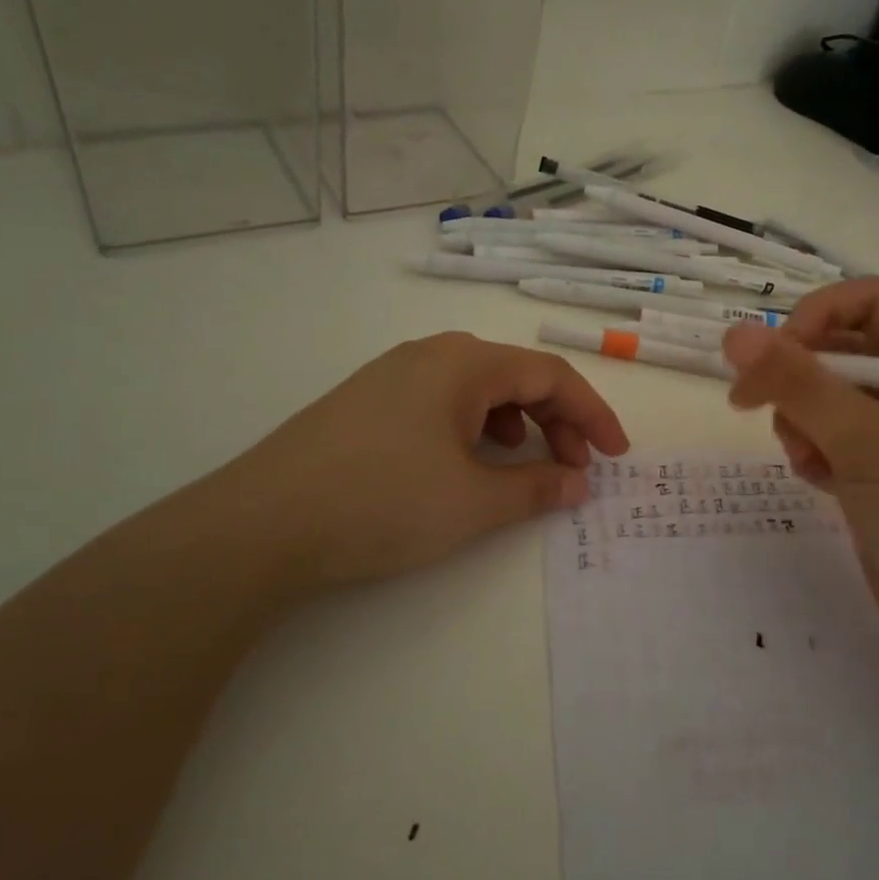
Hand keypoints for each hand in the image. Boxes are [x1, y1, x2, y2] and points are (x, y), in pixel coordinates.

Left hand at [214, 332, 628, 594]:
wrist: (261, 524)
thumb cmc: (383, 502)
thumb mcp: (473, 501)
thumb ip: (537, 488)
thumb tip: (577, 484)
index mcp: (463, 362)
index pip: (550, 374)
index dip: (592, 414)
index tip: (616, 456)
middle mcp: (430, 355)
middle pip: (515, 377)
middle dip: (556, 421)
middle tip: (574, 470)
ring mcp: (392, 376)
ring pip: (477, 390)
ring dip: (515, 425)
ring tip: (524, 465)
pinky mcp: (366, 404)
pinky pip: (441, 404)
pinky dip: (474, 430)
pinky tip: (466, 463)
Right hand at [722, 279, 878, 677]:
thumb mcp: (867, 442)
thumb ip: (799, 384)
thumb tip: (734, 333)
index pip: (867, 301)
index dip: (813, 317)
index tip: (772, 357)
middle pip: (838, 348)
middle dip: (796, 377)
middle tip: (752, 406)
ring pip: (824, 396)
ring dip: (800, 420)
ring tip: (809, 459)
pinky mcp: (878, 472)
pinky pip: (828, 438)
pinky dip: (813, 452)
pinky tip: (821, 482)